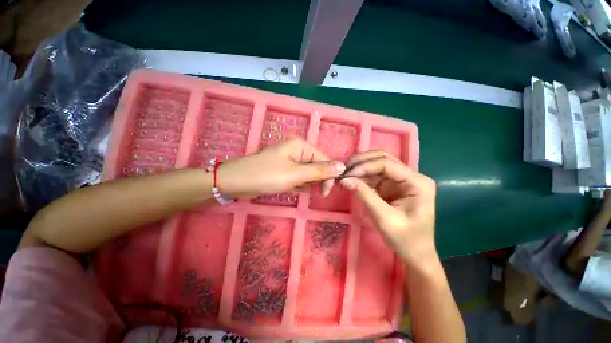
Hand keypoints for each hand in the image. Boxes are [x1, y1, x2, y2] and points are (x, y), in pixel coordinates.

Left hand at [218, 138, 345, 197]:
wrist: (235, 182)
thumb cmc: (267, 176)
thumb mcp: (296, 174)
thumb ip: (320, 171)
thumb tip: (342, 167)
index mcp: (302, 146)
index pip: (325, 160)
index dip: (328, 176)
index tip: (325, 193)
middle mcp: (297, 150)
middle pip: (316, 166)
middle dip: (314, 180)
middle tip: (305, 190)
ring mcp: (289, 160)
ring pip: (307, 173)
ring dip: (304, 183)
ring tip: (292, 187)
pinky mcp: (283, 169)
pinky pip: (297, 177)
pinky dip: (296, 184)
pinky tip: (287, 187)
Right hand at [338, 151, 436, 265]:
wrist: (415, 254)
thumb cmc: (405, 239)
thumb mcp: (384, 217)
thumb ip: (365, 195)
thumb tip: (344, 179)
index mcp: (417, 183)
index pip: (388, 164)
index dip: (365, 166)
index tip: (347, 174)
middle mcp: (411, 176)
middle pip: (383, 159)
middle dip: (362, 162)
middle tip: (344, 169)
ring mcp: (400, 180)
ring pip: (377, 164)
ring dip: (360, 166)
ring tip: (345, 172)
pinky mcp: (391, 186)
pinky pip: (374, 175)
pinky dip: (361, 175)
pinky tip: (351, 178)